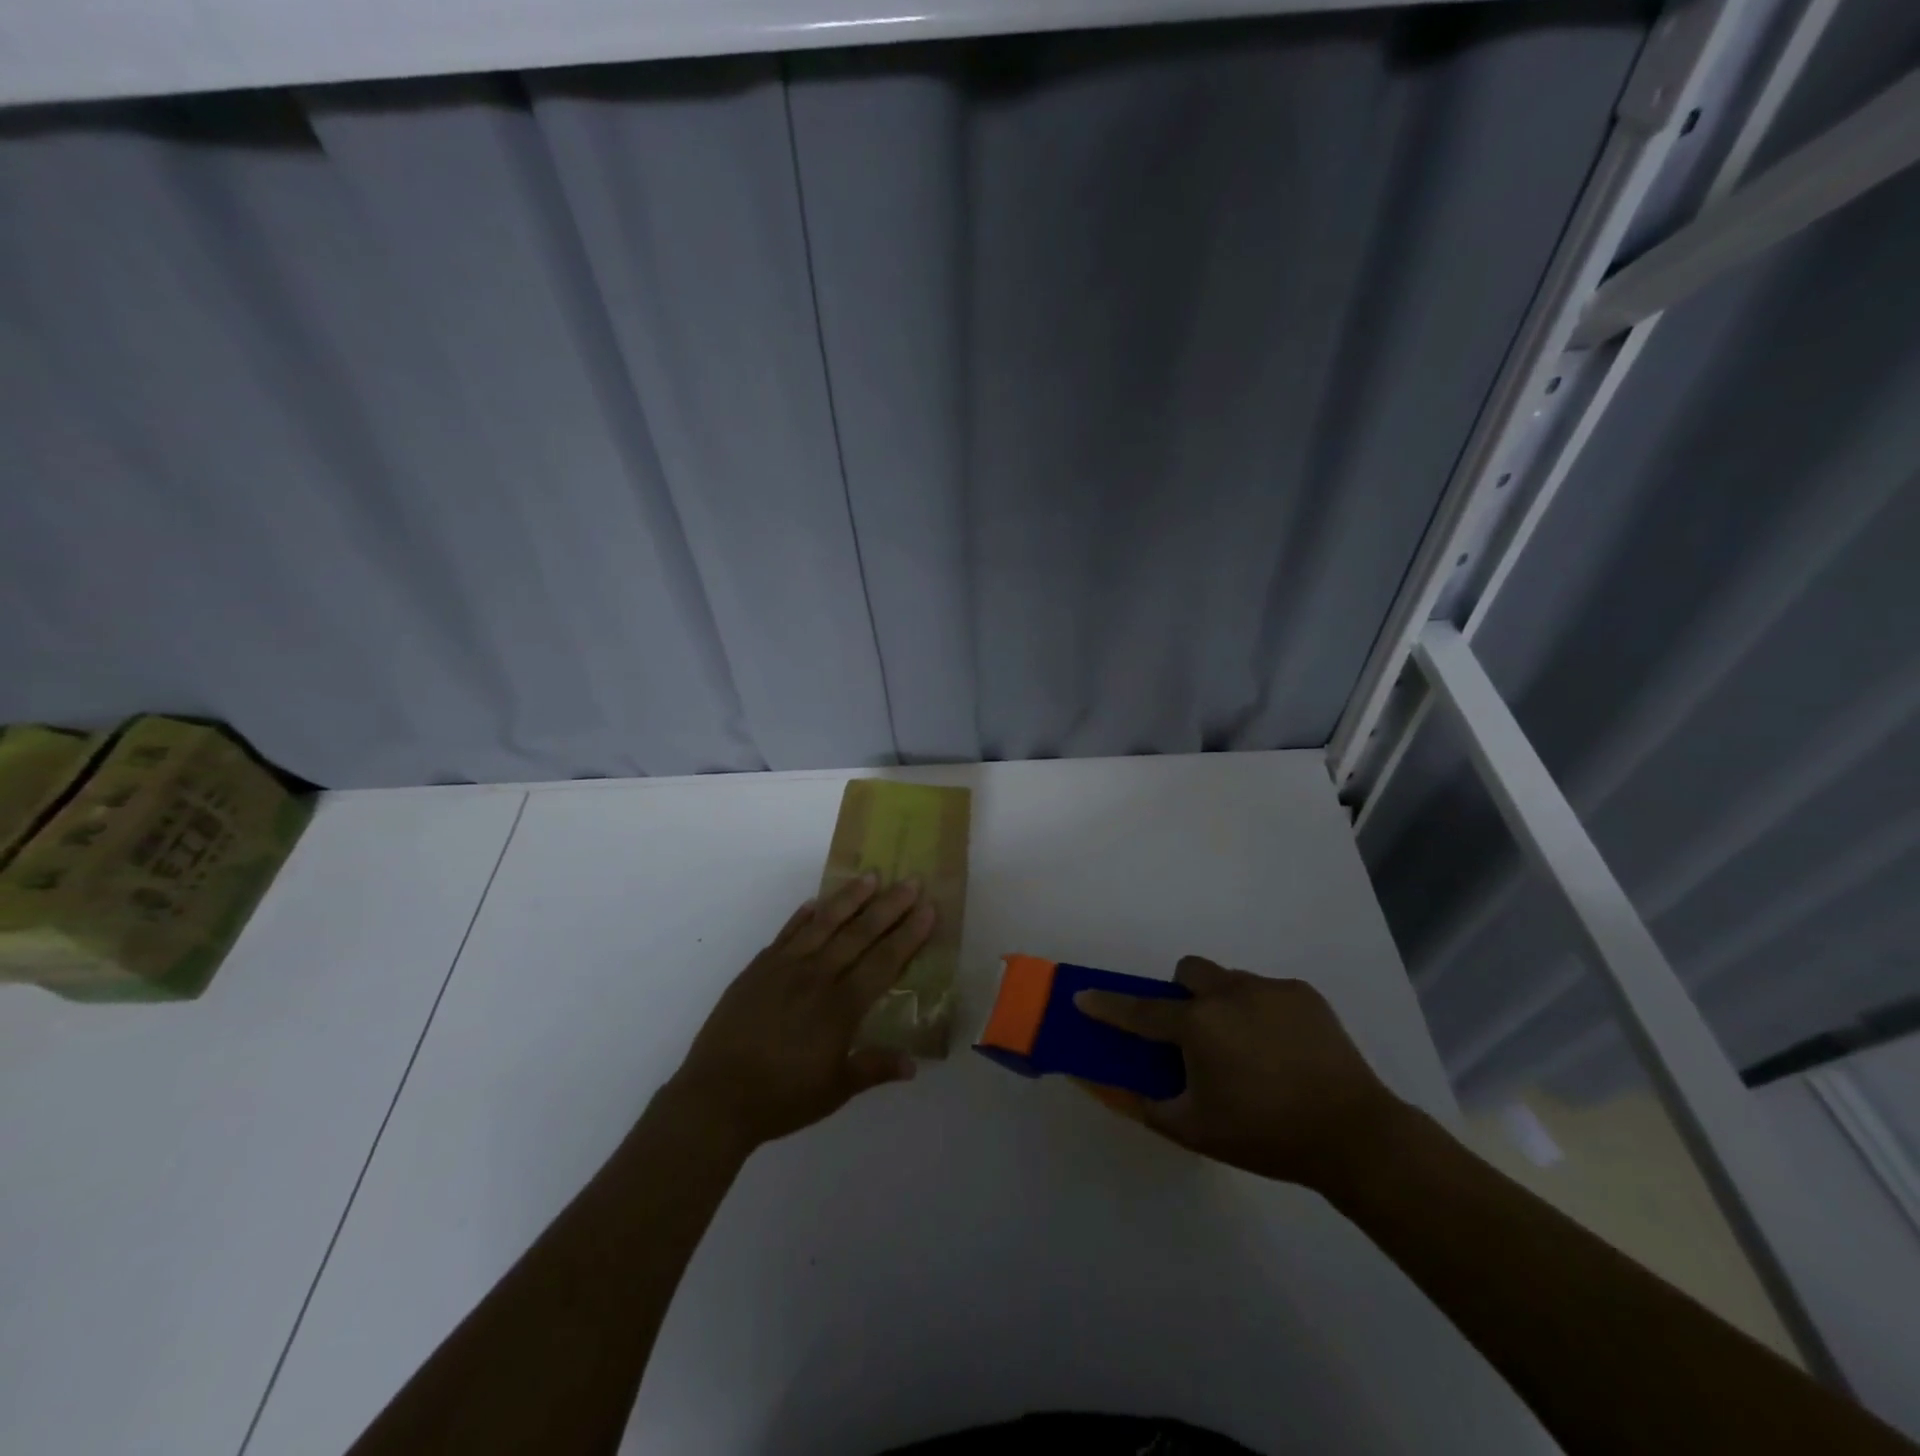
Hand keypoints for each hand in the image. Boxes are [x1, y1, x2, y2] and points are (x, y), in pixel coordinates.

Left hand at [664, 872, 934, 1152]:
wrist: (714, 1097)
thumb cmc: (781, 1098)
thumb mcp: (835, 1091)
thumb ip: (874, 1069)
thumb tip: (913, 1065)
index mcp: (840, 1007)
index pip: (883, 962)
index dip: (908, 935)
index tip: (928, 909)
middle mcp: (816, 978)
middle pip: (859, 934)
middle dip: (889, 907)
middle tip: (910, 881)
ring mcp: (784, 968)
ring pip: (824, 924)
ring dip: (850, 899)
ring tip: (871, 877)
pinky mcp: (758, 969)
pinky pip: (786, 934)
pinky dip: (803, 916)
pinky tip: (815, 902)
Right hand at [1075, 957, 1409, 1191]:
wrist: (1354, 1136)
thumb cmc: (1264, 1134)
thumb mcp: (1194, 1130)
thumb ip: (1144, 1104)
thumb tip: (1108, 1085)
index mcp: (1198, 1025)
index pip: (1139, 1010)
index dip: (1107, 1004)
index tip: (1083, 996)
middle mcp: (1228, 993)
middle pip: (1188, 972)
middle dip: (1181, 994)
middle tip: (1195, 1034)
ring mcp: (1269, 989)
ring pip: (1229, 980)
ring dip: (1223, 1004)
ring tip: (1249, 1049)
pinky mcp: (1304, 993)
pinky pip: (1267, 992)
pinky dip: (1262, 1012)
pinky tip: (1284, 1050)